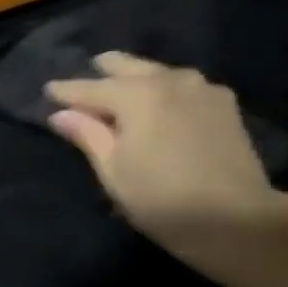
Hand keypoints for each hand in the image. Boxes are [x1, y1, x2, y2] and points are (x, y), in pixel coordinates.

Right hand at [45, 52, 279, 262]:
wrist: (238, 219)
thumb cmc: (164, 201)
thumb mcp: (116, 173)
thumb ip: (88, 135)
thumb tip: (62, 114)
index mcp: (137, 94)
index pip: (91, 88)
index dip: (67, 90)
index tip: (49, 89)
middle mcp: (169, 79)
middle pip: (128, 66)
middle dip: (104, 71)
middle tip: (89, 75)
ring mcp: (201, 87)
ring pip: (159, 73)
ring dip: (138, 78)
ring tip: (125, 87)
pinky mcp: (224, 103)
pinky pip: (185, 86)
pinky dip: (167, 90)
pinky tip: (164, 101)